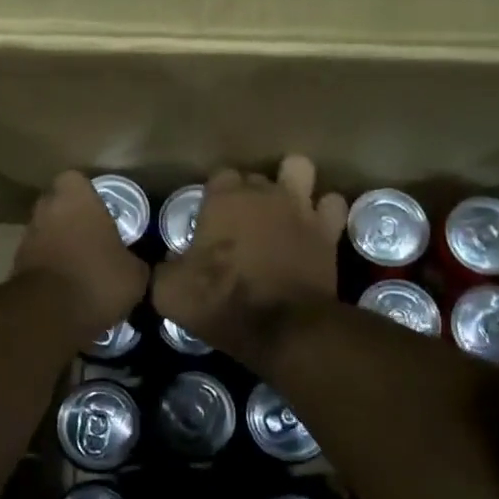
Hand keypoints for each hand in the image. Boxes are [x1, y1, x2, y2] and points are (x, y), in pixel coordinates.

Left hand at [13, 171, 149, 341]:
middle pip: (58, 205)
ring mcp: (27, 237)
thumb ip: (135, 259)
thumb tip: (135, 263)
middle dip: (73, 218)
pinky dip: (51, 266)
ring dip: (60, 243)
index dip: (88, 194)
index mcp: (75, 198)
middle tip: (95, 238)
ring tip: (83, 266)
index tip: (103, 211)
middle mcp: (46, 210)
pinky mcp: (16, 265)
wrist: (48, 315)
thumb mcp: (135, 274)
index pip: (75, 180)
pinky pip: (39, 257)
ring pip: (46, 231)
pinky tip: (69, 286)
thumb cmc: (97, 279)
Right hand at [153, 155, 346, 366]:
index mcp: (224, 199)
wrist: (282, 328)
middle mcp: (263, 193)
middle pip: (255, 176)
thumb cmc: (220, 302)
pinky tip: (314, 227)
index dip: (215, 197)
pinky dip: (324, 212)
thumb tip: (167, 263)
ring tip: (283, 208)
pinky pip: (333, 204)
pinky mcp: (328, 231)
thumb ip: (165, 268)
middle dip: (249, 194)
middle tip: (241, 225)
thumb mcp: (169, 291)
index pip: (218, 177)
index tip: (210, 221)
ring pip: (299, 169)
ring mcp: (300, 207)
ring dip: (292, 184)